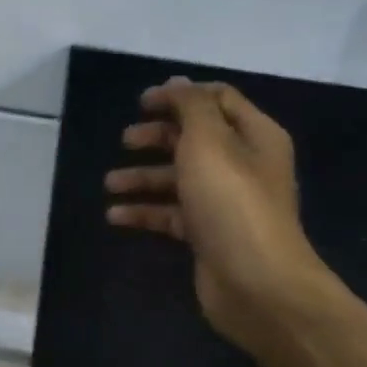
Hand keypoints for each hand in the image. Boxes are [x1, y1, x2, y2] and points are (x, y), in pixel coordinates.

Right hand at [105, 77, 327, 354]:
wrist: (257, 284)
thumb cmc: (231, 202)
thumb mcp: (208, 141)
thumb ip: (191, 107)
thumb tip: (177, 83)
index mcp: (253, 136)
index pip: (217, 100)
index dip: (179, 96)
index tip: (141, 103)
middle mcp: (242, 165)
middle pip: (193, 139)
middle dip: (157, 137)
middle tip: (126, 140)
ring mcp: (224, 202)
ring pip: (178, 178)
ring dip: (143, 177)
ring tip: (110, 184)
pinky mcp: (208, 234)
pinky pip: (171, 214)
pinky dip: (144, 211)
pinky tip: (115, 216)